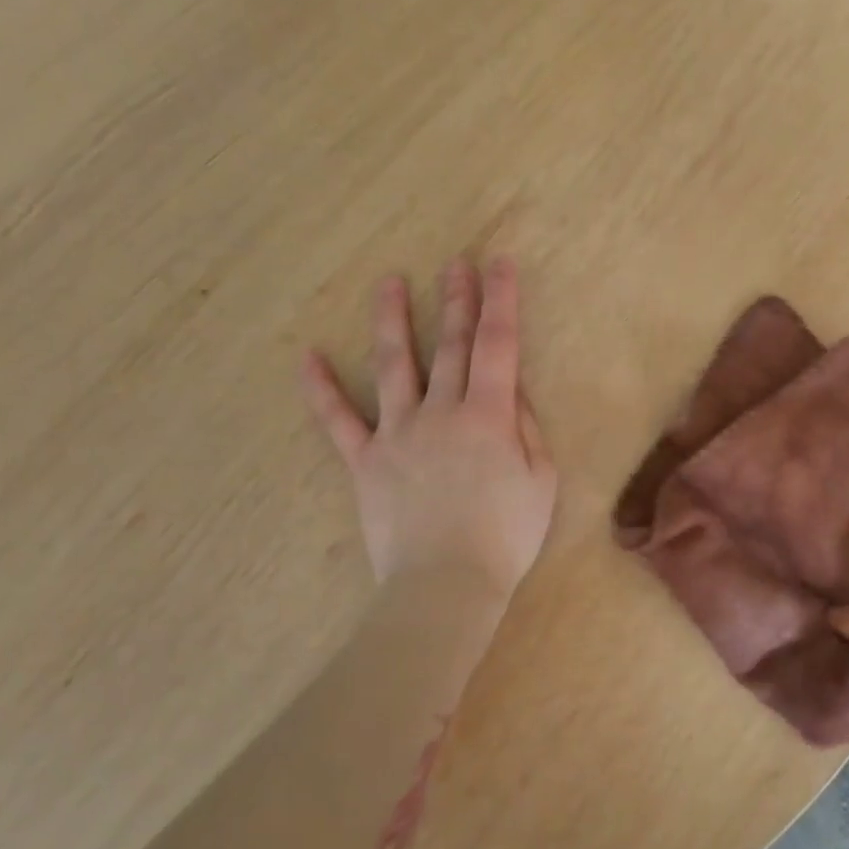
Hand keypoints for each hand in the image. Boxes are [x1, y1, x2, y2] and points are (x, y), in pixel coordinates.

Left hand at [303, 259, 555, 606]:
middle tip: (455, 263)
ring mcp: (398, 433)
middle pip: (449, 345)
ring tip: (389, 283)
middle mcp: (441, 412)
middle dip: (456, 299)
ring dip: (392, 320)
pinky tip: (307, 356)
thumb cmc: (505, 536)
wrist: (446, 585)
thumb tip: (512, 390)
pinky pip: (338, 420)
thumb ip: (527, 428)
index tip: (498, 264)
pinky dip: (321, 389)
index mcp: (489, 416)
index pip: (497, 345)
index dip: (500, 301)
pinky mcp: (365, 461)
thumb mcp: (541, 480)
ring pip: (393, 365)